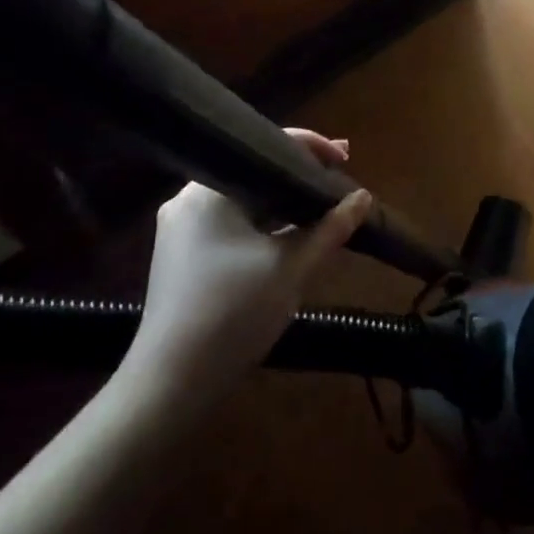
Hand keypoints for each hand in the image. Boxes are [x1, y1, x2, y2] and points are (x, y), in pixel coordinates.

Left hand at [122, 129, 370, 408]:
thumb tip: (363, 197)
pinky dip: (260, 223)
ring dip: (280, 202)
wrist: (171, 386)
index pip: (266, 148)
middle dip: (298, 175)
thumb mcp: (291, 268)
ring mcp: (180, 229)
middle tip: (338, 176)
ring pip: (242, 199)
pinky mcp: (180, 256)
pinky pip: (229, 222)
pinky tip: (287, 233)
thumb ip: (330, 228)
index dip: (312, 148)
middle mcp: (188, 198)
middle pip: (254, 171)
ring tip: (320, 203)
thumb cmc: (233, 315)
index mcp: (209, 190)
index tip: (346, 156)